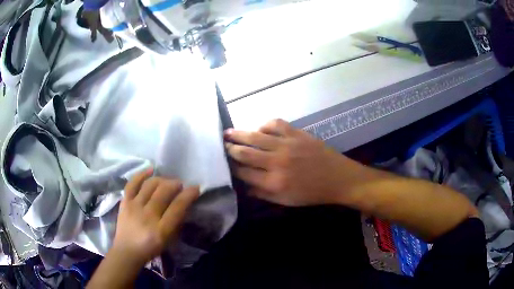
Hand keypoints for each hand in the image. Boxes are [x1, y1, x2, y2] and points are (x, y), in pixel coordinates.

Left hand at [111, 170, 199, 266]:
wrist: (127, 251)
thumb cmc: (150, 248)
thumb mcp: (168, 241)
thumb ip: (175, 223)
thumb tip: (182, 204)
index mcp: (161, 230)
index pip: (177, 207)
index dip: (188, 195)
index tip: (195, 188)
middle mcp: (147, 216)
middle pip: (163, 192)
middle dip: (175, 184)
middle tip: (179, 185)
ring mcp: (134, 207)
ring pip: (150, 185)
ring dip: (162, 180)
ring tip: (167, 181)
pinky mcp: (125, 202)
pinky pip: (132, 184)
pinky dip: (141, 175)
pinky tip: (150, 170)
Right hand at [224, 119, 350, 205]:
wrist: (338, 178)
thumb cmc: (312, 193)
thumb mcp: (286, 201)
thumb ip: (262, 194)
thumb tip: (242, 187)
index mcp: (274, 182)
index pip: (243, 173)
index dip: (231, 168)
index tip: (223, 164)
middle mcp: (277, 162)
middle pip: (245, 153)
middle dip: (230, 149)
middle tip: (221, 146)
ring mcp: (287, 145)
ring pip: (256, 136)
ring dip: (239, 134)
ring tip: (227, 133)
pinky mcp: (297, 133)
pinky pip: (275, 124)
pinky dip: (264, 125)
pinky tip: (259, 129)